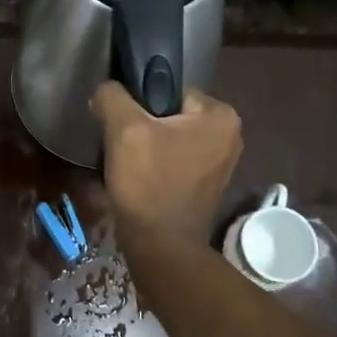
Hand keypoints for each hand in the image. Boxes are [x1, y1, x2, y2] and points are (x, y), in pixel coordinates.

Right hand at [90, 80, 242, 241]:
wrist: (160, 246)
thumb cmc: (148, 183)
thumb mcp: (124, 129)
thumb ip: (113, 96)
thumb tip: (106, 91)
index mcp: (220, 115)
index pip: (169, 90)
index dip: (139, 104)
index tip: (121, 124)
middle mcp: (231, 135)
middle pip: (170, 115)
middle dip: (143, 126)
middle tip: (121, 145)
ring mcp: (222, 164)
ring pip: (171, 139)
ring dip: (147, 147)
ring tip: (127, 164)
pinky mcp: (208, 186)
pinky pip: (176, 161)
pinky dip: (157, 166)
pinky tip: (139, 180)